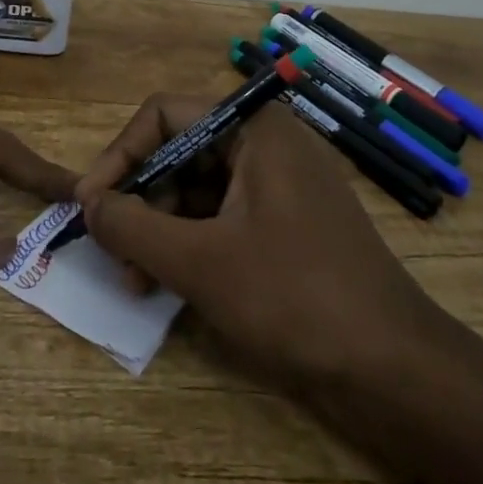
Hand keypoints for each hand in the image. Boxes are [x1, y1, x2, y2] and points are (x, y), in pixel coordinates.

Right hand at [77, 95, 449, 390]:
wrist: (394, 369)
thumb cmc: (294, 297)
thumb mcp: (200, 262)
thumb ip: (133, 227)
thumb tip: (87, 204)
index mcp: (253, 128)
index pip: (165, 114)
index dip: (121, 155)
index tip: (90, 205)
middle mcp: (267, 143)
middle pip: (180, 151)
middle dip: (141, 200)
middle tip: (114, 253)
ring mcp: (280, 184)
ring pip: (199, 189)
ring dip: (161, 229)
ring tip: (137, 281)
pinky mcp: (287, 224)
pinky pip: (224, 217)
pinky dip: (192, 244)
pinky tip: (169, 285)